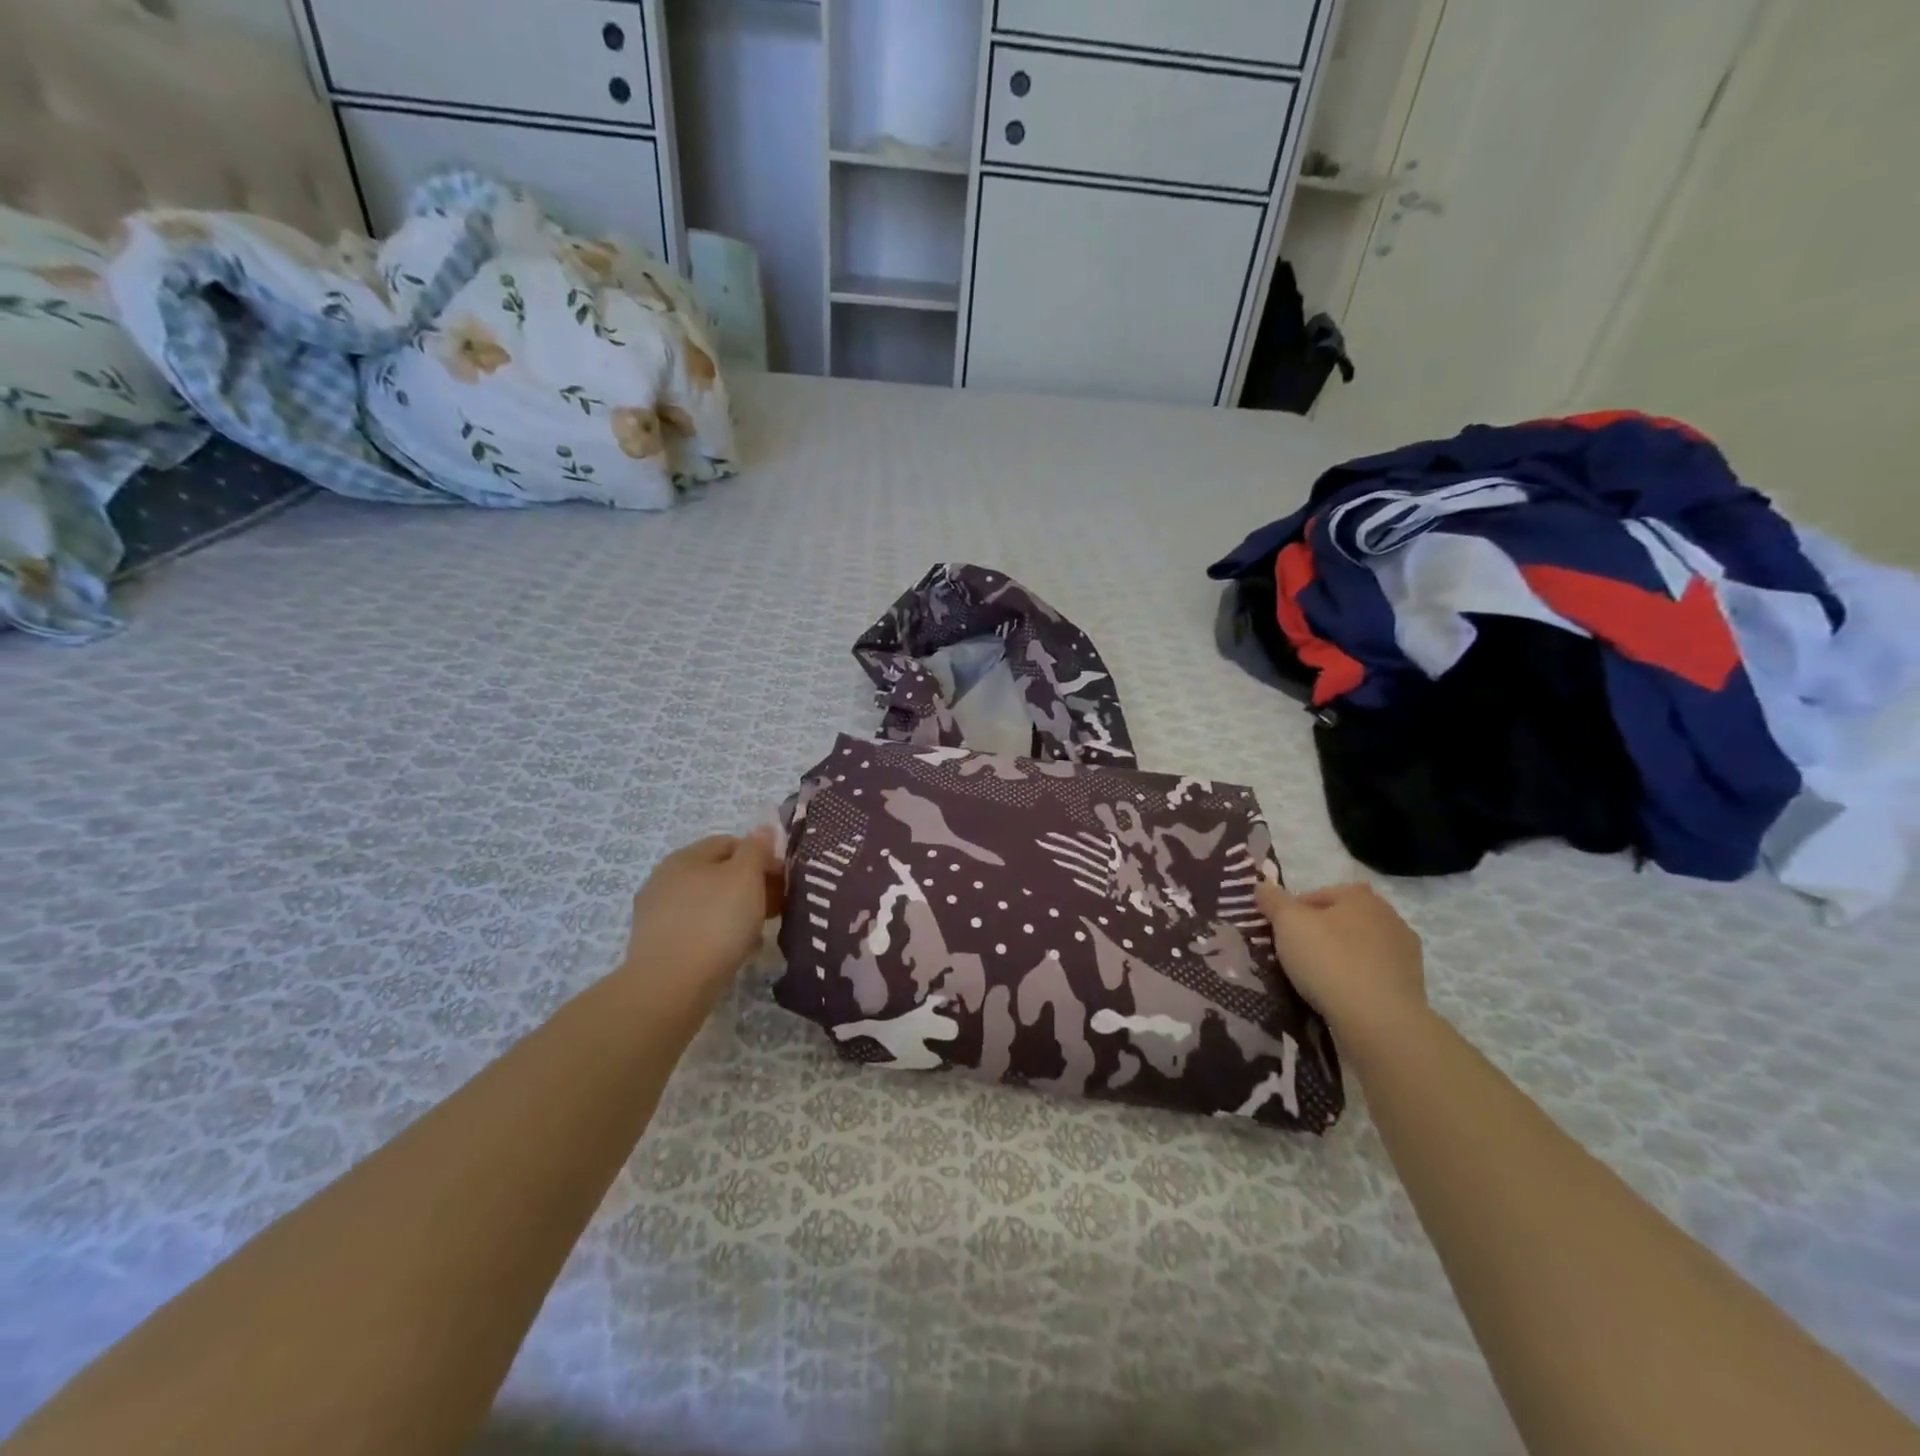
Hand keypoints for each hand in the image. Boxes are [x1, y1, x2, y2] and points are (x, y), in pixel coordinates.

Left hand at [621, 828, 782, 997]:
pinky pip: (696, 930)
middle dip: (750, 887)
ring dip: (735, 913)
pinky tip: (734, 953)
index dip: (761, 857)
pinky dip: (717, 936)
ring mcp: (657, 914)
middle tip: (775, 908)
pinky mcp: (656, 945)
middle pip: (718, 874)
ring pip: (708, 904)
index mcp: (686, 856)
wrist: (670, 986)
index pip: (730, 843)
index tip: (782, 881)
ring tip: (758, 934)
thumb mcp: (746, 877)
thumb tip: (763, 830)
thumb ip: (757, 849)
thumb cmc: (715, 922)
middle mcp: (666, 879)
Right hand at [1255, 878, 1425, 1038]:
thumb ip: (1272, 900)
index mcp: (1359, 896)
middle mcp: (1388, 915)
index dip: (1291, 913)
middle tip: (1295, 956)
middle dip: (1318, 933)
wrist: (1379, 1020)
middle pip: (1339, 920)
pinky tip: (1341, 996)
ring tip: (1316, 980)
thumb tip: (1261, 886)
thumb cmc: (1329, 960)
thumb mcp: (1287, 923)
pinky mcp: (1412, 983)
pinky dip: (1357, 980)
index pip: (1314, 896)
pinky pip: (1373, 973)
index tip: (1278, 935)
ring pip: (1358, 947)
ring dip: (1340, 957)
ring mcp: (1405, 951)